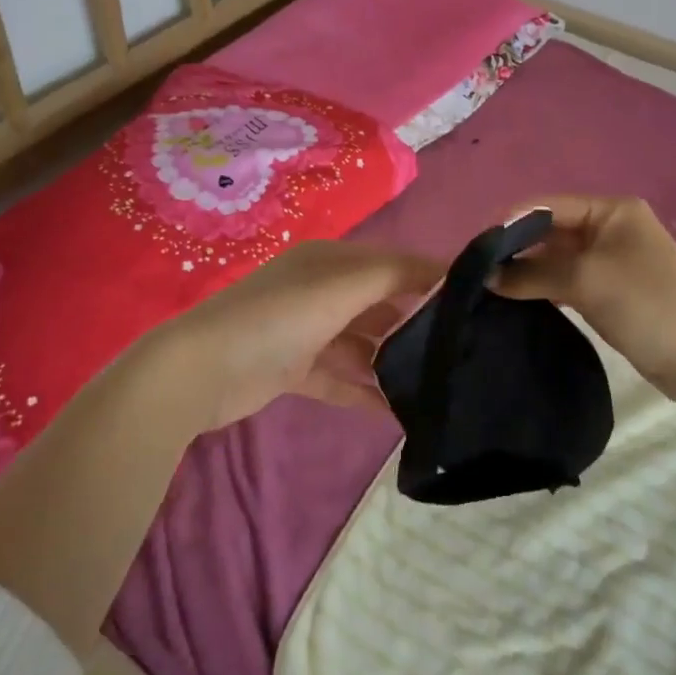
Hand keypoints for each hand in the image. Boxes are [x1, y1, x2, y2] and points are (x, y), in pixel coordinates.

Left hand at [143, 240, 443, 430]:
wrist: (200, 370)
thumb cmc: (278, 317)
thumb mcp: (341, 285)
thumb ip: (396, 275)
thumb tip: (448, 271)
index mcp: (331, 261)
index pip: (392, 264)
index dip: (430, 278)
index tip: (475, 302)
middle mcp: (321, 290)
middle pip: (379, 303)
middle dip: (415, 322)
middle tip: (461, 349)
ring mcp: (306, 331)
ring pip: (363, 343)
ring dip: (393, 361)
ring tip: (436, 383)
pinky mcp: (295, 369)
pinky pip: (341, 378)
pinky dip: (366, 391)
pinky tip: (398, 412)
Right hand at [495, 195, 675, 401]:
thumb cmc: (647, 304)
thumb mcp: (586, 281)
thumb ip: (533, 274)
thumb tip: (487, 277)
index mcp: (611, 210)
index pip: (548, 206)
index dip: (511, 222)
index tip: (476, 246)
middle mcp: (608, 228)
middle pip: (550, 231)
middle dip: (516, 248)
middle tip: (477, 269)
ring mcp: (609, 261)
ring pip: (556, 258)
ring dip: (526, 270)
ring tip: (488, 284)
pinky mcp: (608, 291)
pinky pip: (566, 281)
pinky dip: (542, 288)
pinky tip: (515, 299)